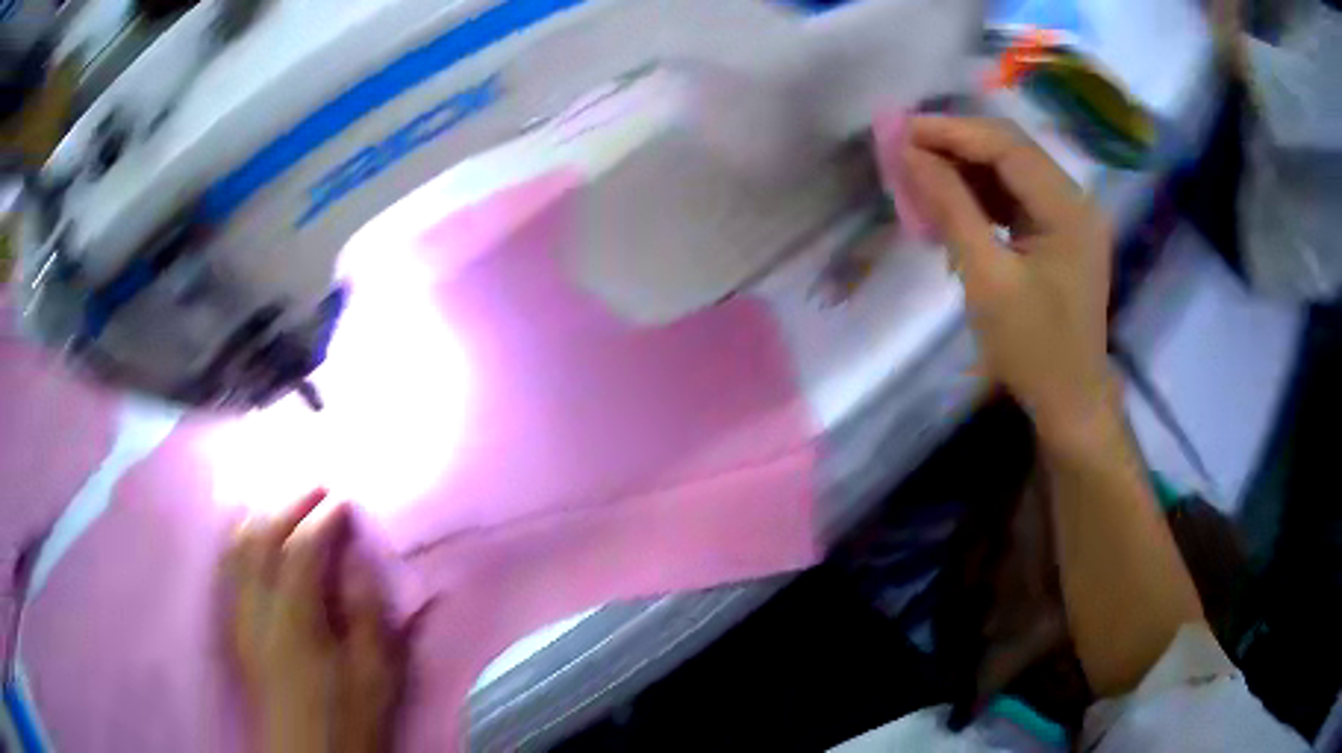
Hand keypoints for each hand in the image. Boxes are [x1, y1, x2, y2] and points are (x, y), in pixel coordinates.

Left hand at [224, 490, 415, 752]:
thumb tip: (356, 560)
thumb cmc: (349, 716)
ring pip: (238, 547)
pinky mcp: (236, 626)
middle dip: (289, 503)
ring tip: (284, 499)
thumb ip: (365, 613)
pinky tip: (251, 531)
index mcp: (295, 620)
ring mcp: (241, 615)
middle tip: (316, 485)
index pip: (302, 549)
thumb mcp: (375, 673)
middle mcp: (258, 608)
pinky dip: (240, 538)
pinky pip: (230, 567)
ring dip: (260, 514)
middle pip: (262, 537)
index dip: (323, 518)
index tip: (345, 499)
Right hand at [901, 116, 1116, 444]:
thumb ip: (949, 207)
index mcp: (1068, 208)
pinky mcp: (1061, 234)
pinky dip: (981, 195)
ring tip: (918, 174)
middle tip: (903, 150)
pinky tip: (950, 203)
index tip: (900, 130)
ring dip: (965, 169)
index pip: (1006, 145)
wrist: (1070, 403)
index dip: (951, 131)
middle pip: (1010, 151)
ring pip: (1011, 171)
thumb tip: (907, 152)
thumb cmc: (1032, 349)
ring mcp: (1071, 217)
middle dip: (955, 145)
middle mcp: (1075, 200)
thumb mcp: (986, 278)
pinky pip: (1017, 198)